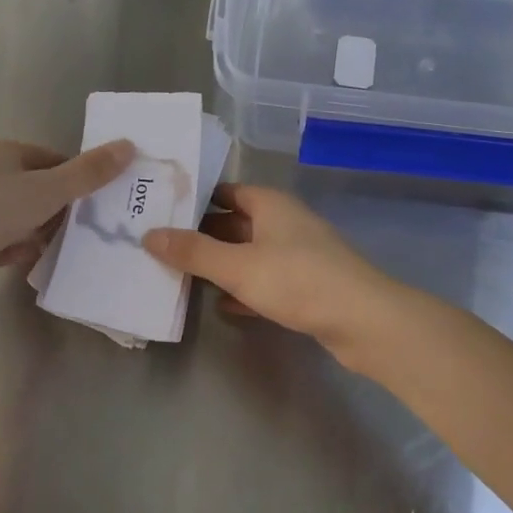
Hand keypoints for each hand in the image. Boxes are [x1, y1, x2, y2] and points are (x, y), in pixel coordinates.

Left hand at [0, 137, 134, 302]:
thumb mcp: (47, 190)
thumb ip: (89, 172)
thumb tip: (129, 145)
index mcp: (5, 152)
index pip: (53, 159)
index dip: (78, 179)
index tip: (99, 203)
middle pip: (38, 188)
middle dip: (61, 210)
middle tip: (88, 230)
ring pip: (21, 217)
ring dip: (40, 232)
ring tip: (66, 249)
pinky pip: (1, 240)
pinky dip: (18, 249)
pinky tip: (32, 262)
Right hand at [144, 185, 416, 365]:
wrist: (364, 321)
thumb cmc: (298, 280)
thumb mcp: (239, 266)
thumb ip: (193, 252)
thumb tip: (149, 234)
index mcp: (270, 204)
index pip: (225, 191)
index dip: (194, 199)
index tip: (159, 210)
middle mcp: (283, 222)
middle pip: (234, 222)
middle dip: (201, 235)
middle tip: (160, 246)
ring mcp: (297, 254)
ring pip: (248, 253)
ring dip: (220, 264)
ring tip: (178, 275)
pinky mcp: (305, 285)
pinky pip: (264, 280)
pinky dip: (242, 288)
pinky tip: (220, 305)